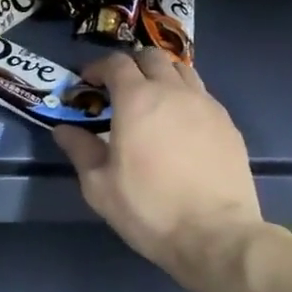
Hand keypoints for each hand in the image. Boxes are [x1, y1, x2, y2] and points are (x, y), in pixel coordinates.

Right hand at [54, 50, 263, 270]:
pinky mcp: (227, 124)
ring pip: (181, 70)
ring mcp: (206, 105)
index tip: (86, 83)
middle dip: (130, 65)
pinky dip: (184, 97)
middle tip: (118, 89)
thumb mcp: (99, 185)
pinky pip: (202, 95)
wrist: (216, 235)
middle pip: (151, 57)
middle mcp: (173, 91)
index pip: (115, 62)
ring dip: (161, 76)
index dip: (97, 67)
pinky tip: (179, 125)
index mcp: (137, 99)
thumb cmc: (150, 208)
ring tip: (151, 101)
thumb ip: (80, 150)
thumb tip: (64, 130)